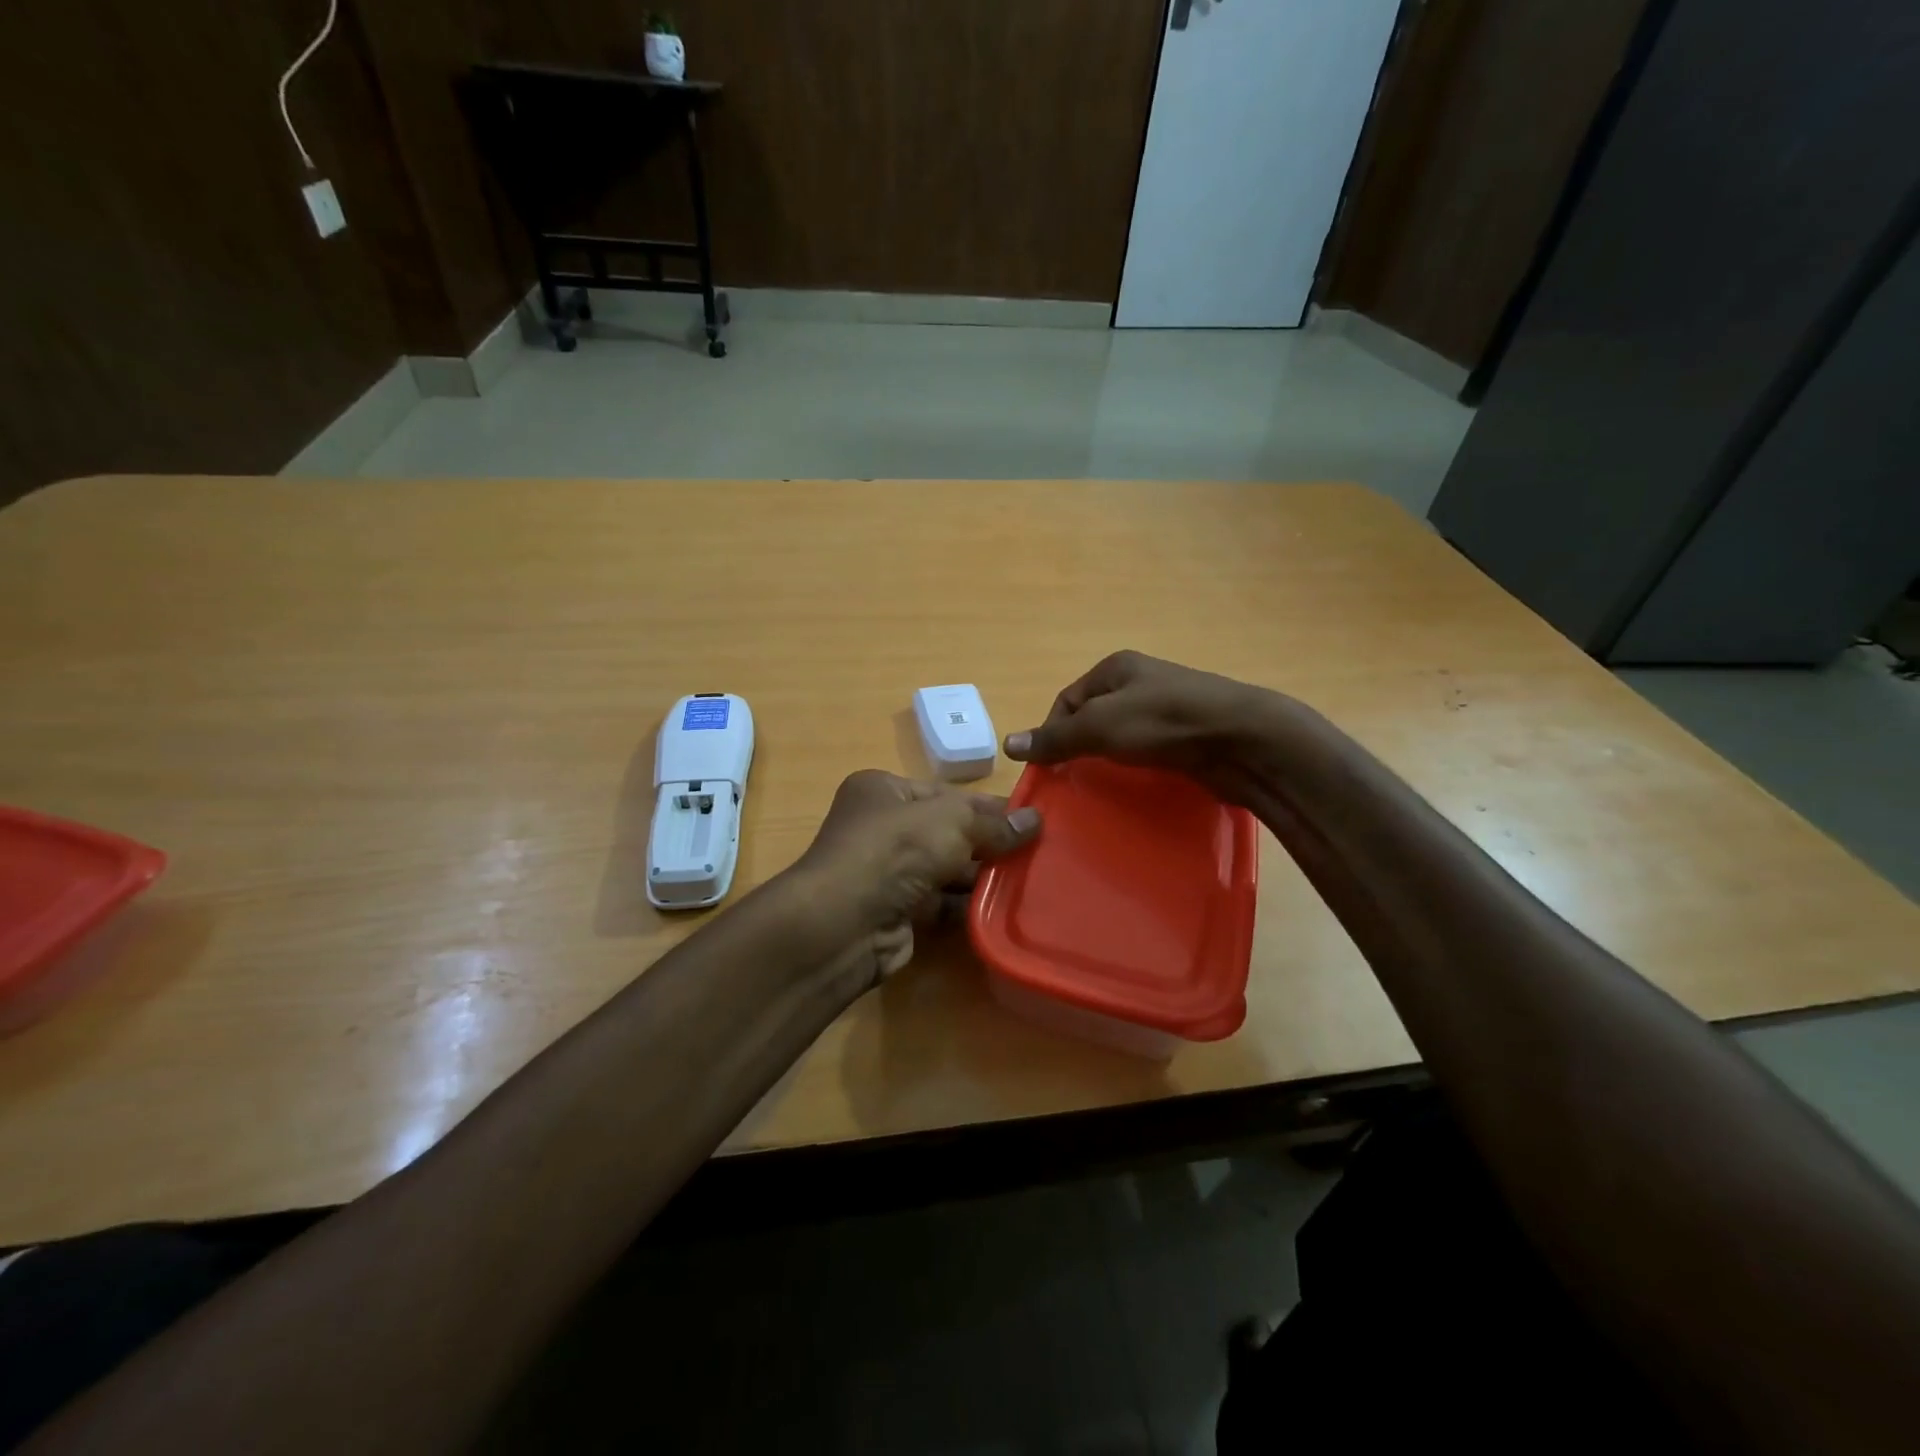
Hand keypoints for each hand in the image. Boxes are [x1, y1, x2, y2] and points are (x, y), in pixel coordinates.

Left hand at [795, 770, 1039, 985]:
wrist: (844, 924)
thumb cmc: (895, 851)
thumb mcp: (951, 822)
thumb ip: (993, 823)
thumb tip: (1036, 819)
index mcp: (884, 790)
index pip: (946, 794)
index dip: (989, 805)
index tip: (1033, 817)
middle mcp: (882, 828)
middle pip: (947, 832)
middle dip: (990, 843)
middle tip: (1040, 851)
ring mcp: (887, 873)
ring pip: (946, 870)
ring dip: (983, 876)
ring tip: (1032, 879)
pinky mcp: (896, 912)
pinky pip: (941, 904)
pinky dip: (968, 906)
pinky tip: (1004, 907)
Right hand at [1004, 650, 1273, 792]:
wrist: (1243, 740)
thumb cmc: (1164, 723)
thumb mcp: (1100, 726)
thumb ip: (1055, 737)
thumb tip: (1008, 744)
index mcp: (1116, 668)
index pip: (1067, 700)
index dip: (1052, 732)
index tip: (1050, 767)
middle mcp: (1140, 682)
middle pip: (1093, 718)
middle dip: (1080, 747)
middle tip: (1073, 780)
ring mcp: (1166, 709)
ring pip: (1121, 736)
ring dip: (1108, 760)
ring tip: (1101, 786)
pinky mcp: (1187, 736)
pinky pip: (1148, 751)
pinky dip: (1136, 767)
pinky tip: (1136, 784)